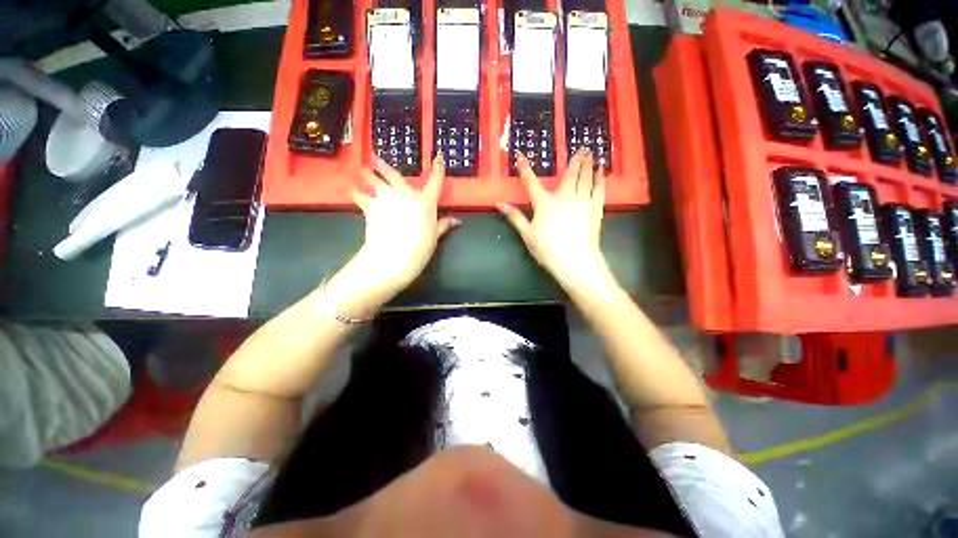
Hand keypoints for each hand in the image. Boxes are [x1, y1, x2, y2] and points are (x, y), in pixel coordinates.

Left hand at [327, 155, 457, 314]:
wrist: (394, 255)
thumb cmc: (420, 247)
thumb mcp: (435, 236)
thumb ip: (443, 225)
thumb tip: (456, 220)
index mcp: (425, 201)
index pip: (435, 181)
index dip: (438, 168)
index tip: (439, 156)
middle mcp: (406, 194)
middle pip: (394, 175)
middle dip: (384, 165)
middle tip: (375, 158)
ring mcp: (387, 198)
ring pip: (375, 180)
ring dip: (369, 174)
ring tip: (363, 169)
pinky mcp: (371, 206)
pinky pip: (361, 196)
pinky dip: (358, 194)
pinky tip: (354, 192)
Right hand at [497, 149, 611, 292]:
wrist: (575, 260)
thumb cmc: (547, 249)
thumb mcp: (527, 234)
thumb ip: (515, 217)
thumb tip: (499, 204)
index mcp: (544, 203)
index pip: (531, 182)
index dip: (524, 168)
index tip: (520, 155)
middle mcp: (564, 196)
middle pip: (570, 174)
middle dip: (575, 160)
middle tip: (582, 147)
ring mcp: (582, 201)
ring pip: (586, 177)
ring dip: (588, 164)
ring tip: (592, 153)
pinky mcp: (595, 209)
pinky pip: (599, 189)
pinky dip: (600, 179)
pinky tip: (601, 172)